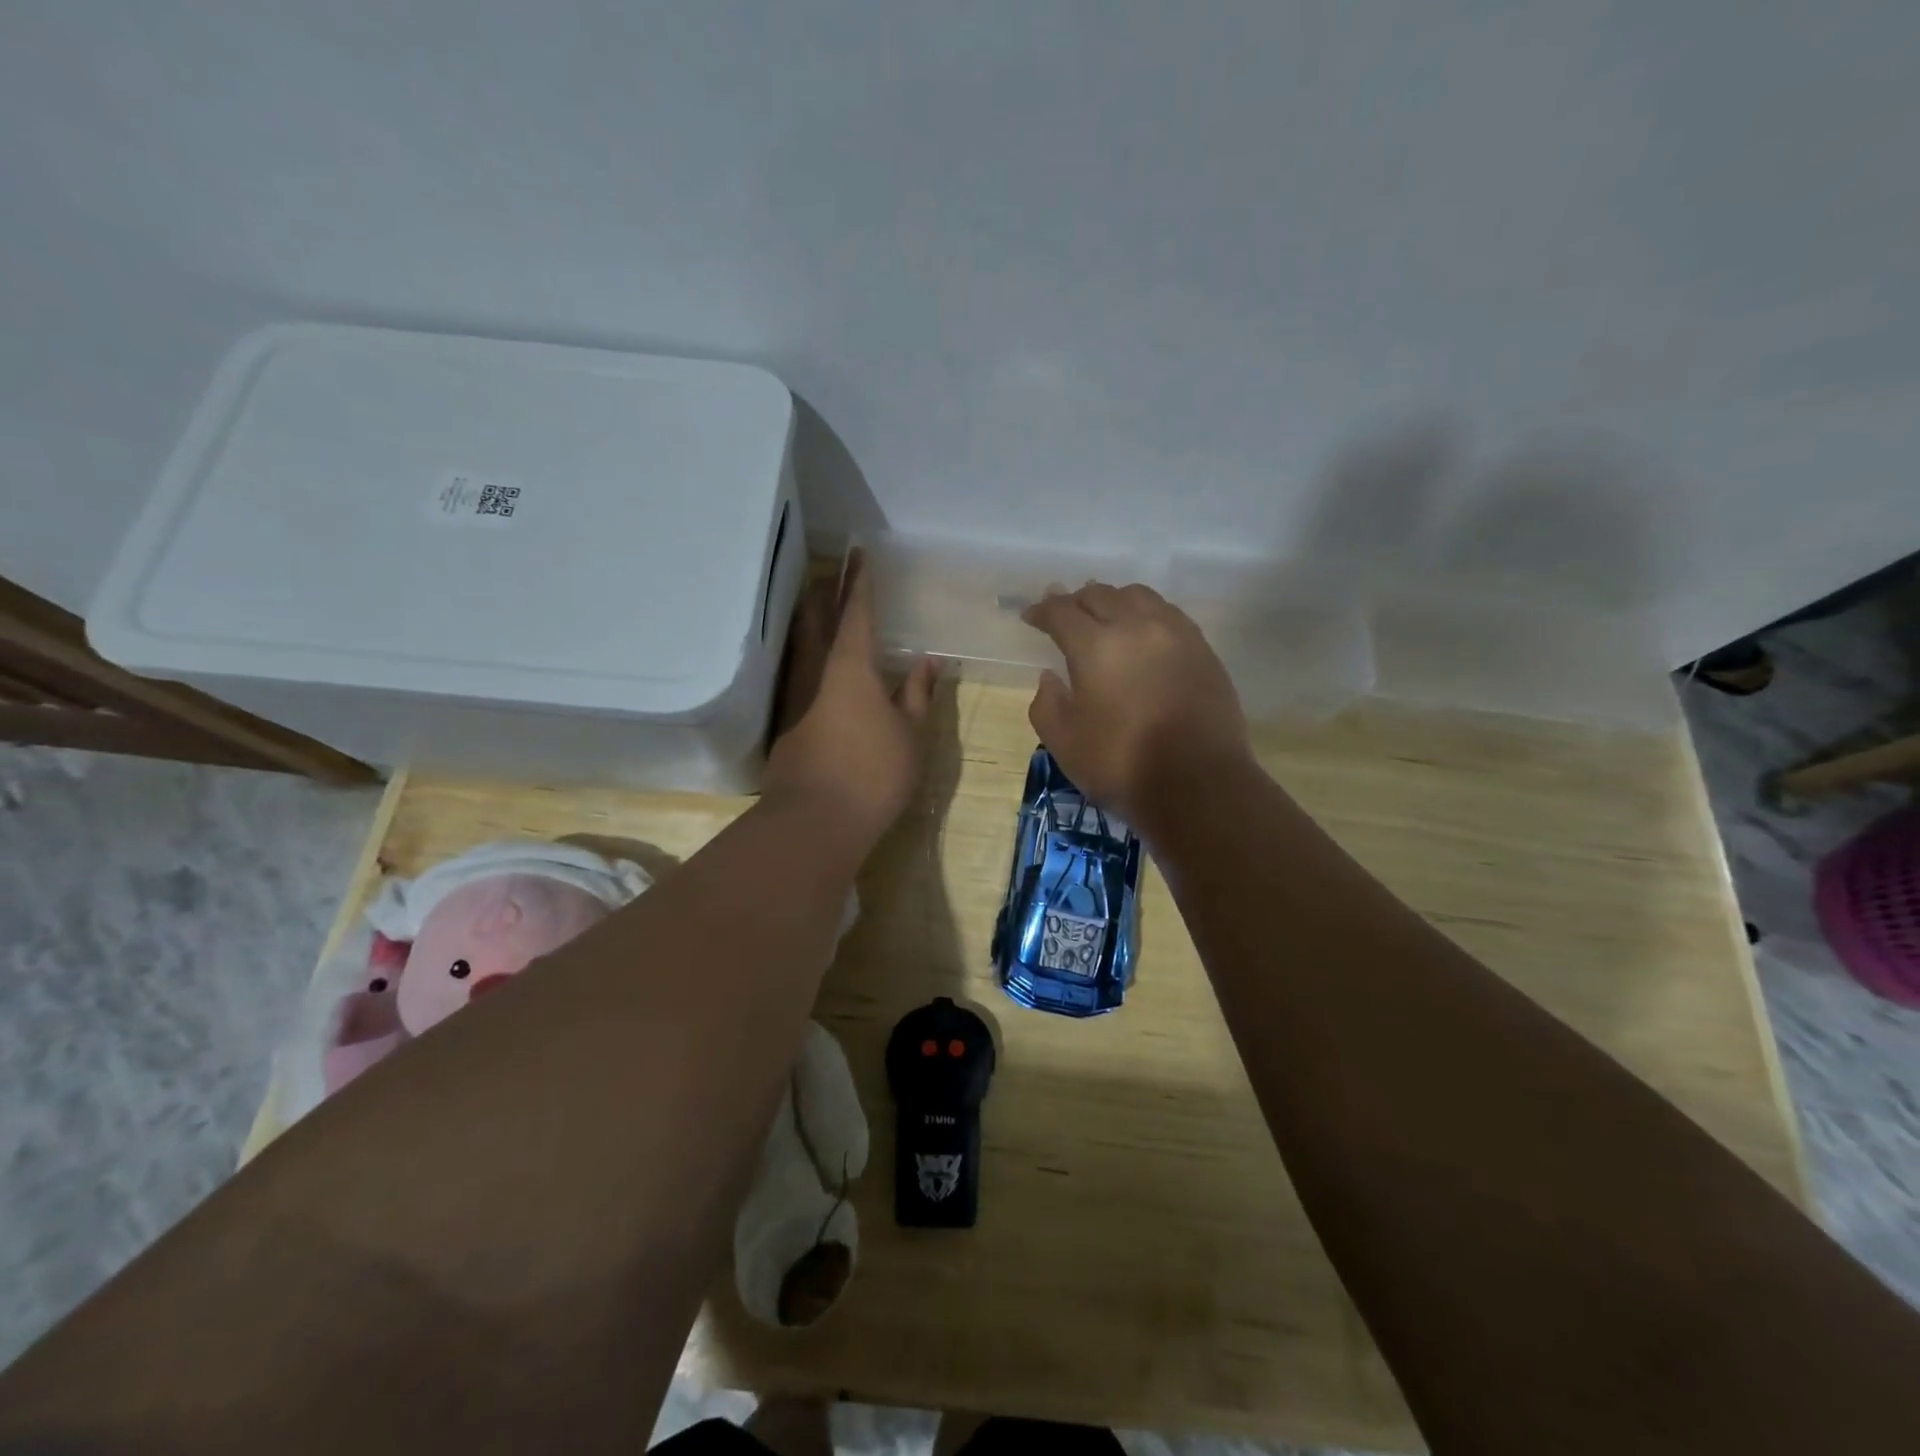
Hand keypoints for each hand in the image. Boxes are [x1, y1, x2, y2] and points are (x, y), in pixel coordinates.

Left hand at [764, 553, 939, 848]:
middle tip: (833, 566)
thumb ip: (918, 694)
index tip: (860, 553)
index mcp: (852, 667)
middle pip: (818, 619)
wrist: (816, 822)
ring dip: (809, 617)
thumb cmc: (875, 773)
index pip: (856, 613)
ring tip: (816, 599)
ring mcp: (794, 697)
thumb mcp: (911, 734)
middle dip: (827, 590)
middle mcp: (816, 672)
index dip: (860, 583)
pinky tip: (810, 660)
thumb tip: (927, 662)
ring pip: (800, 644)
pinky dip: (805, 652)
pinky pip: (796, 671)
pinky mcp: (785, 722)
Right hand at [1022, 582, 1249, 824]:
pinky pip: (1168, 613)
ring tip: (1105, 616)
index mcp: (1095, 646)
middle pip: (1100, 594)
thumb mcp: (1064, 743)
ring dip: (1114, 600)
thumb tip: (1050, 677)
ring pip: (1138, 596)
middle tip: (1064, 615)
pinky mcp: (1202, 648)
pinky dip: (1146, 614)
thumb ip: (1047, 704)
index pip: (1061, 611)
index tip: (1031, 616)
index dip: (1042, 610)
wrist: (1197, 783)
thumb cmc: (1122, 765)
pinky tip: (1143, 633)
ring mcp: (1175, 634)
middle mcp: (1136, 626)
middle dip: (1076, 600)